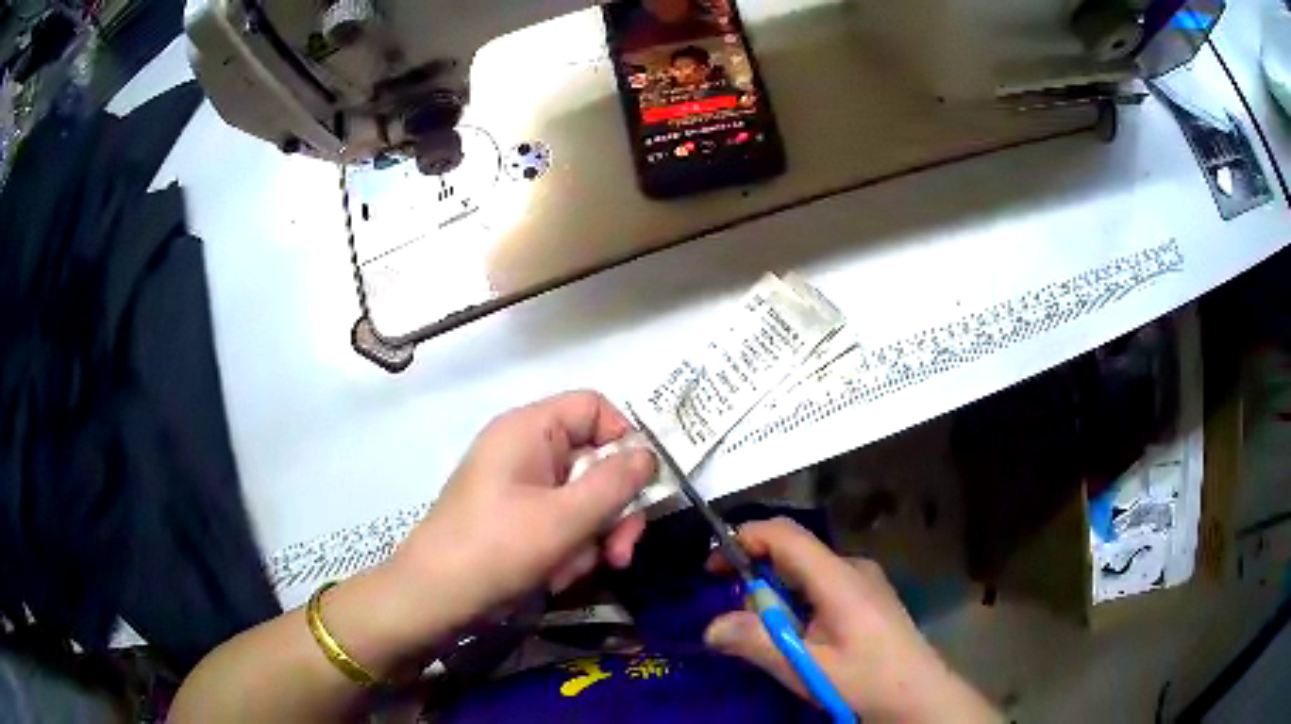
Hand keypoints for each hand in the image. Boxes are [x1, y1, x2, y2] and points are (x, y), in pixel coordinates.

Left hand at [390, 391, 656, 626]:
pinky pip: (562, 523)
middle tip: (621, 553)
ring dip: (593, 538)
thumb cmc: (496, 549)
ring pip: (583, 500)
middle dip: (613, 510)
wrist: (434, 599)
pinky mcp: (517, 519)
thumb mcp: (565, 518)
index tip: (640, 487)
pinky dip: (570, 550)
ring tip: (577, 572)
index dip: (624, 440)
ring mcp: (520, 487)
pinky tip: (559, 578)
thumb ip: (615, 484)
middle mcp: (526, 450)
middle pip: (595, 461)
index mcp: (529, 429)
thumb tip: (649, 456)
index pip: (594, 408)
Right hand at [703, 519, 998, 722]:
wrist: (918, 695)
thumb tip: (710, 628)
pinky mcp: (869, 596)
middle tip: (741, 617)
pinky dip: (798, 602)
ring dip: (779, 595)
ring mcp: (864, 580)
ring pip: (806, 571)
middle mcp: (852, 567)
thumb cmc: (864, 680)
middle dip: (757, 576)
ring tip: (774, 636)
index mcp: (838, 577)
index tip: (711, 566)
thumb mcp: (805, 667)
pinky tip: (803, 637)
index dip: (743, 539)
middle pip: (793, 552)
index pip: (784, 535)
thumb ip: (756, 643)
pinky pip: (822, 584)